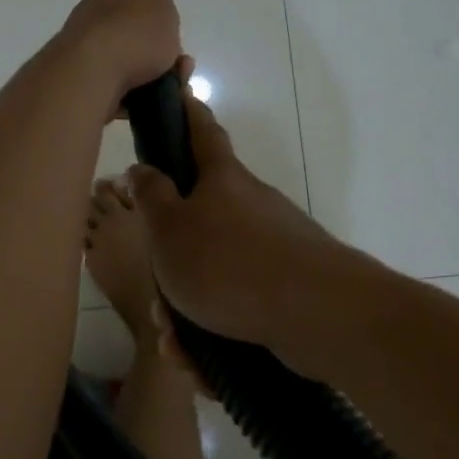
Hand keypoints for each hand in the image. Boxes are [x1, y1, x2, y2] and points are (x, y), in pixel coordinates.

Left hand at [56, 0, 183, 111]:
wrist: (91, 81)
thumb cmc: (129, 35)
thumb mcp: (159, 9)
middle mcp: (90, 21)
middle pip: (119, 22)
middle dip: (147, 35)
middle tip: (173, 52)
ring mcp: (85, 56)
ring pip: (125, 59)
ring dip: (154, 69)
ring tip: (177, 81)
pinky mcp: (86, 88)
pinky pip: (121, 90)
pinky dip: (140, 95)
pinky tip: (158, 102)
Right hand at [125, 92, 356, 358]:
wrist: (317, 314)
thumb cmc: (230, 262)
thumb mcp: (170, 229)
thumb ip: (151, 196)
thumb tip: (140, 168)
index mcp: (222, 180)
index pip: (201, 131)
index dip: (187, 112)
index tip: (179, 94)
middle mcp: (250, 206)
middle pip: (200, 221)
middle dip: (172, 263)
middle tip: (158, 299)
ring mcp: (273, 247)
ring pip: (214, 274)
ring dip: (189, 310)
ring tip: (179, 344)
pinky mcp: (287, 288)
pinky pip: (238, 306)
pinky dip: (217, 332)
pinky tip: (203, 364)